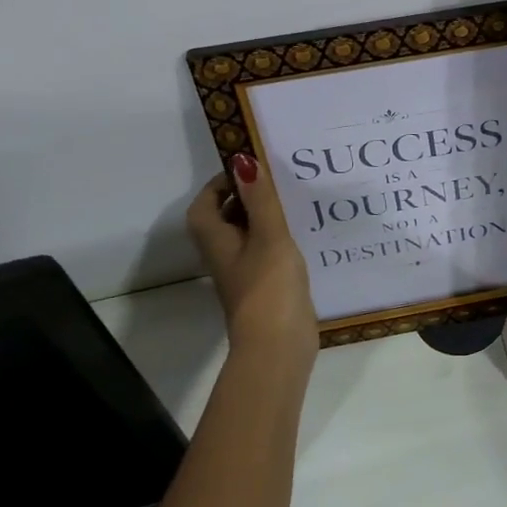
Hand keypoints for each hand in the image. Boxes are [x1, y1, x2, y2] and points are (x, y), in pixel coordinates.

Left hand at [187, 155, 318, 361]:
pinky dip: (278, 241)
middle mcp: (224, 257)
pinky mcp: (264, 289)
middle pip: (224, 220)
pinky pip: (265, 254)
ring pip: (247, 237)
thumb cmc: (269, 286)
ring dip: (263, 219)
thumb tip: (243, 160)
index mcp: (216, 241)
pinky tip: (303, 236)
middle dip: (245, 198)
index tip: (247, 170)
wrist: (278, 345)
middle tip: (275, 182)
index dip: (219, 185)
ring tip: (293, 202)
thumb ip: (259, 199)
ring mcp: (244, 275)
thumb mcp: (268, 235)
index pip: (204, 205)